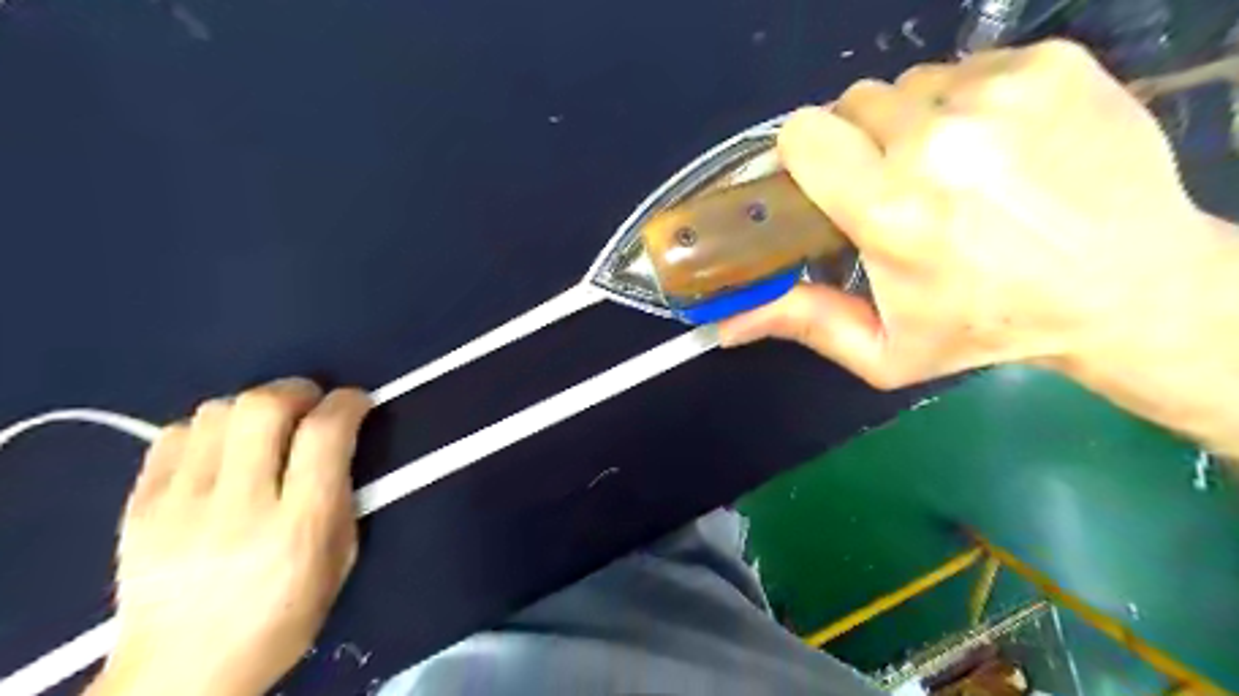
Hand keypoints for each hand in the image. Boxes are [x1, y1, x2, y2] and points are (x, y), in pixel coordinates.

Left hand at [89, 378, 369, 695]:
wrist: (181, 674)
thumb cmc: (282, 617)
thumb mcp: (339, 560)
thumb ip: (342, 495)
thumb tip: (340, 442)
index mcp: (298, 526)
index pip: (324, 434)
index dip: (347, 403)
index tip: (356, 402)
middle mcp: (237, 507)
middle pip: (263, 407)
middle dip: (297, 391)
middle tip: (310, 403)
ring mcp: (178, 506)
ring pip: (217, 412)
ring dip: (253, 409)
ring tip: (265, 430)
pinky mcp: (137, 507)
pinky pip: (174, 435)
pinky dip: (209, 429)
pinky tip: (221, 451)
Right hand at [717, 41, 1228, 390]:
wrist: (1128, 289)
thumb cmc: (989, 328)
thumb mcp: (886, 350)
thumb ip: (802, 324)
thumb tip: (724, 325)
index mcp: (892, 210)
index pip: (804, 134)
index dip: (806, 156)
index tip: (827, 183)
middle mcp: (939, 142)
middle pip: (853, 104)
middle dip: (860, 144)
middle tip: (895, 188)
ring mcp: (1000, 94)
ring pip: (910, 86)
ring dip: (913, 125)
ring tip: (952, 172)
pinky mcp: (1050, 64)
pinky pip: (969, 68)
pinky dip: (968, 105)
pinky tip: (999, 149)